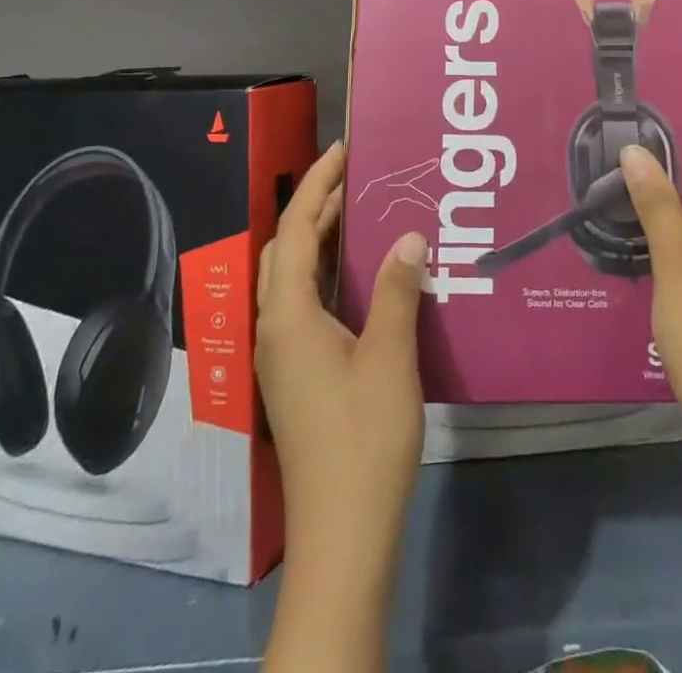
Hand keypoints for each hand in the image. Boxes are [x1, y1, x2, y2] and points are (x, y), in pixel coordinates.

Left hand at [256, 142, 426, 557]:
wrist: (343, 532)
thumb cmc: (364, 437)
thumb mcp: (389, 356)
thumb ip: (397, 290)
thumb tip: (408, 236)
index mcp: (287, 315)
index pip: (295, 228)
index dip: (317, 183)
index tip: (344, 149)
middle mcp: (274, 327)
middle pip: (284, 248)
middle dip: (314, 206)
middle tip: (358, 177)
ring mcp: (282, 354)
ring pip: (291, 277)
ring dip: (319, 239)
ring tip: (362, 213)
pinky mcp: (296, 374)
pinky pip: (303, 302)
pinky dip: (325, 273)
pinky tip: (362, 275)